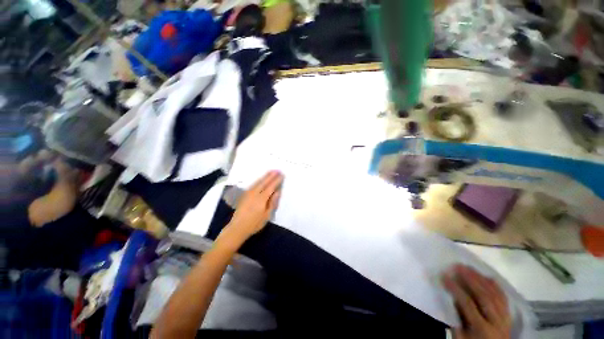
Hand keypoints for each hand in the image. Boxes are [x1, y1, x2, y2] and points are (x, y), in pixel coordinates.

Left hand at [220, 171, 282, 246]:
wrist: (237, 228)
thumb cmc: (254, 223)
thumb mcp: (267, 215)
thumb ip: (272, 202)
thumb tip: (278, 192)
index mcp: (261, 198)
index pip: (271, 187)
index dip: (277, 180)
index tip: (282, 175)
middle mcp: (255, 193)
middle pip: (264, 182)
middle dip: (271, 175)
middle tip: (277, 170)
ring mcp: (248, 193)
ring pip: (258, 182)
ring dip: (265, 176)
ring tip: (270, 171)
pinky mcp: (245, 195)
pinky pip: (253, 184)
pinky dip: (259, 180)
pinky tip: (261, 179)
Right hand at [443, 265, 511, 338]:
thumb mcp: (461, 337)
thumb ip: (456, 319)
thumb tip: (451, 298)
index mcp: (482, 329)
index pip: (468, 304)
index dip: (456, 289)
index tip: (444, 276)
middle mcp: (496, 322)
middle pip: (484, 296)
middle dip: (470, 279)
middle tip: (458, 266)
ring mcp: (505, 319)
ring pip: (495, 295)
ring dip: (481, 279)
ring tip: (469, 268)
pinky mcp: (509, 316)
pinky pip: (504, 299)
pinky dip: (496, 287)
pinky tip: (487, 277)